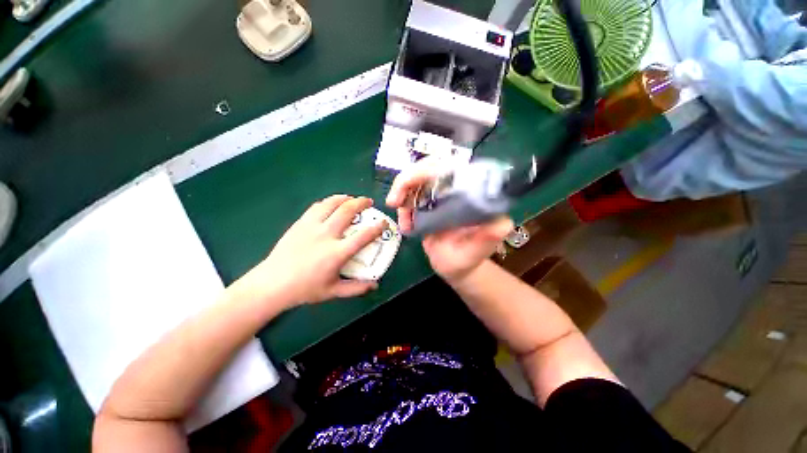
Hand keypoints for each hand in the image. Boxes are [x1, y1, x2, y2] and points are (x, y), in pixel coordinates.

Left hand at [233, 195, 385, 308]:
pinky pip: (316, 207)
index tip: (383, 222)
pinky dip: (328, 202)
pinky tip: (331, 204)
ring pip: (331, 204)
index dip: (377, 228)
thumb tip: (375, 284)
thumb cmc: (305, 289)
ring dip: (345, 198)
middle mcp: (326, 235)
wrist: (272, 284)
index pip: (363, 236)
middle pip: (347, 211)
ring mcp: (311, 227)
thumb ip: (356, 288)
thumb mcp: (334, 291)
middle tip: (369, 201)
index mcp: (337, 253)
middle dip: (361, 203)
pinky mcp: (300, 223)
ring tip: (352, 198)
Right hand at [386, 160, 512, 282]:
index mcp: (470, 194)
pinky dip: (402, 205)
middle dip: (407, 180)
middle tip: (393, 201)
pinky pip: (410, 195)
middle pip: (429, 168)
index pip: (452, 167)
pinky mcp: (428, 204)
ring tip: (398, 215)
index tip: (413, 185)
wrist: (454, 266)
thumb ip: (490, 236)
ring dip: (401, 192)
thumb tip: (502, 222)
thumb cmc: (468, 258)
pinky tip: (404, 224)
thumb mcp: (479, 250)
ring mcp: (440, 195)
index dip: (429, 169)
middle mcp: (455, 189)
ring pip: (416, 179)